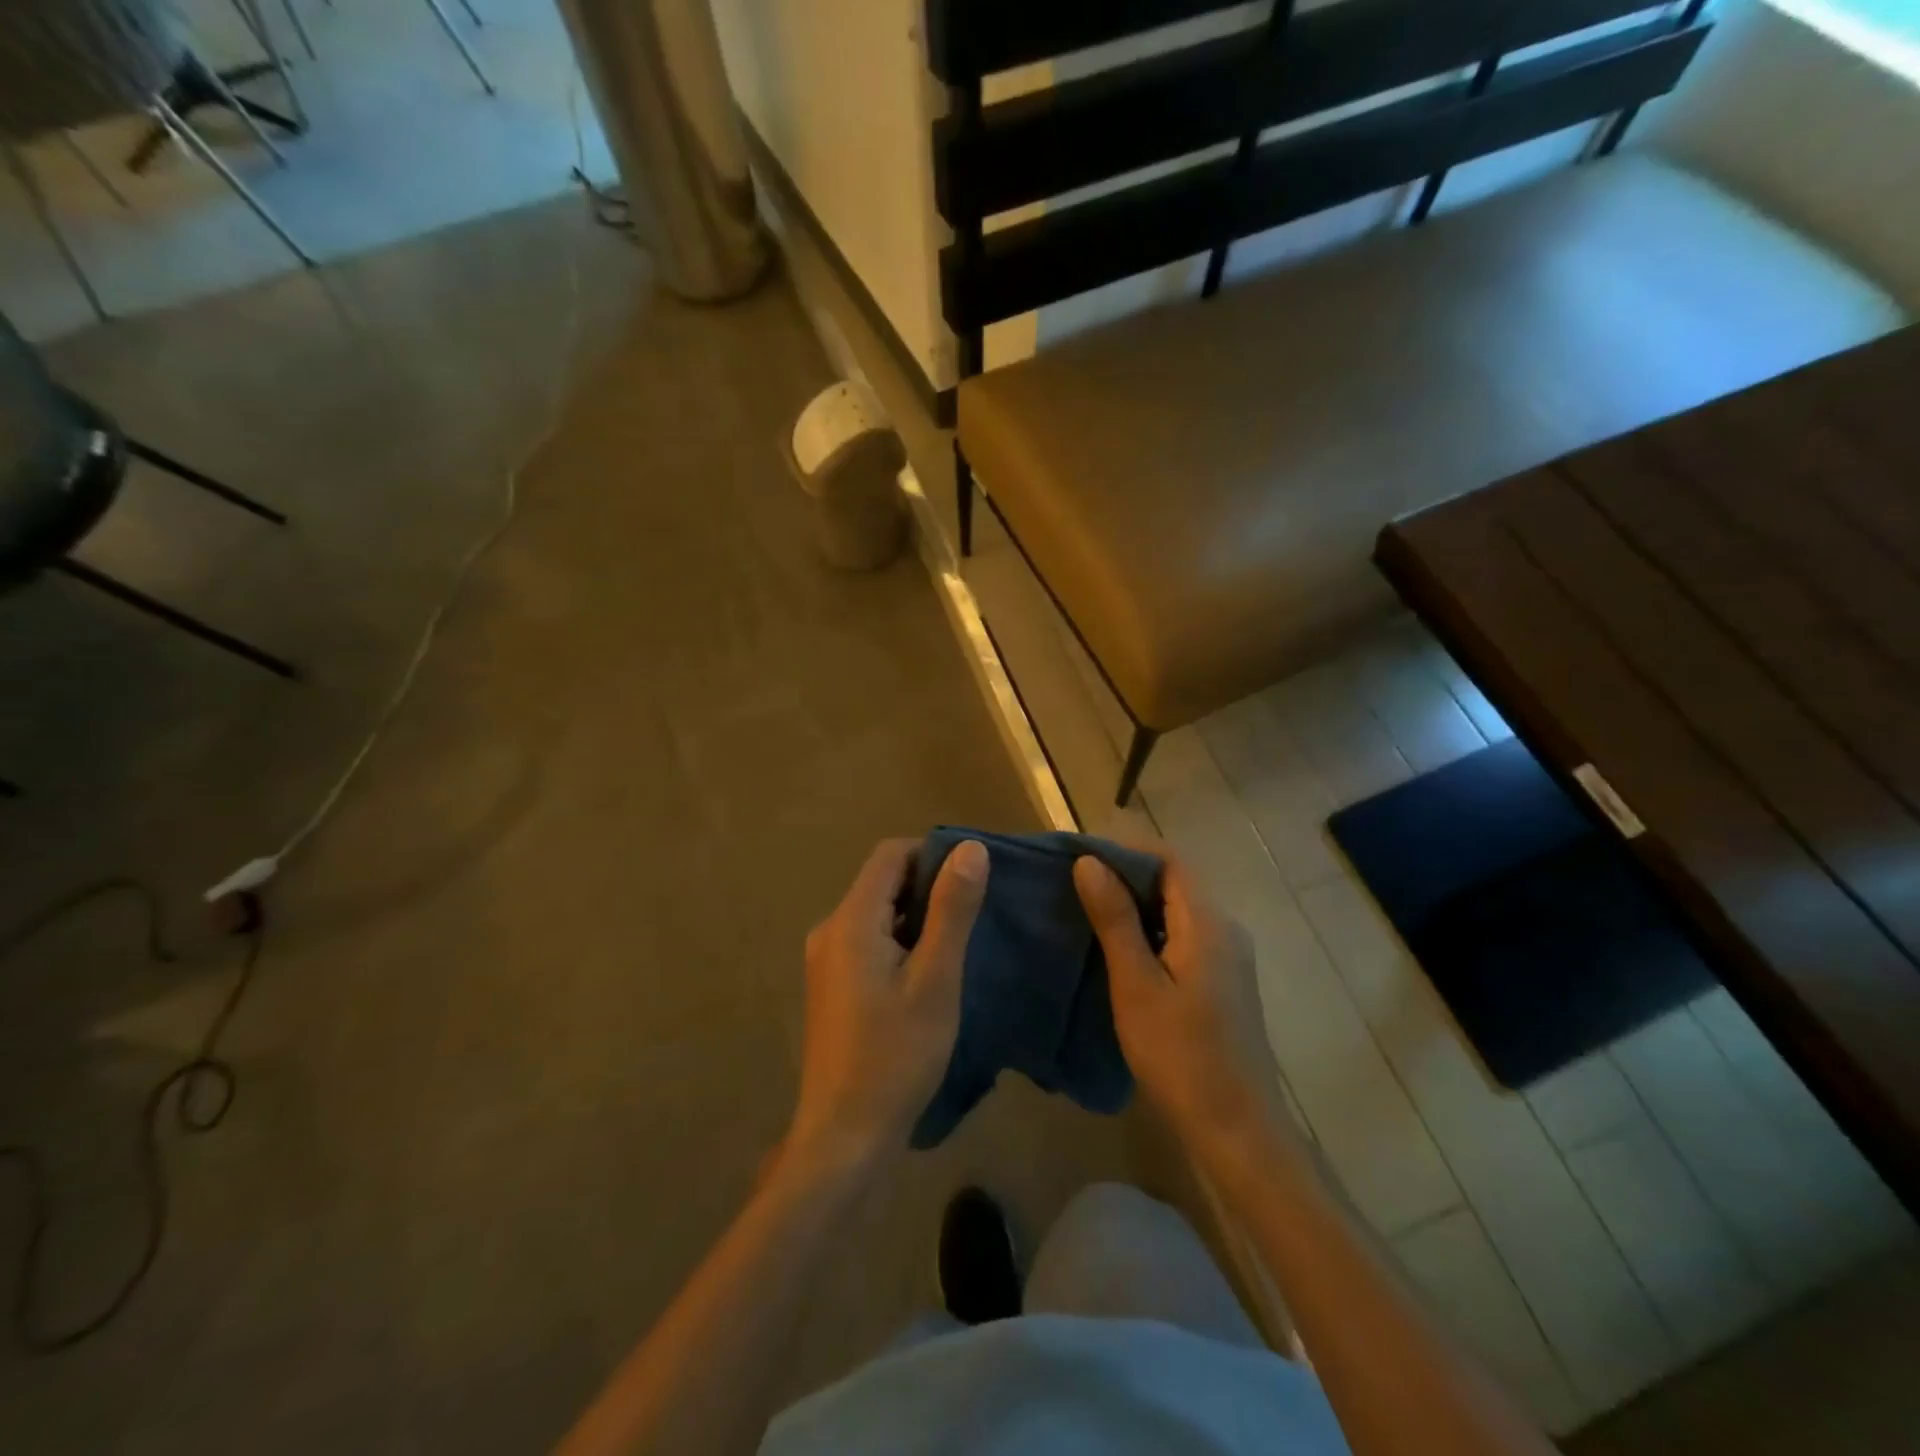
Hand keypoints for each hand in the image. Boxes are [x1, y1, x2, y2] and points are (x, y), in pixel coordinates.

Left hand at [787, 838, 988, 1169]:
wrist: (844, 1135)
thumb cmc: (895, 1054)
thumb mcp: (935, 979)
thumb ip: (952, 909)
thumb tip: (970, 848)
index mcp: (850, 920)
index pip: (890, 854)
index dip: (932, 853)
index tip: (971, 878)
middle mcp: (830, 930)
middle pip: (882, 882)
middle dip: (927, 886)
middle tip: (972, 912)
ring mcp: (826, 960)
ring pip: (876, 913)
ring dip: (915, 916)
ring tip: (957, 941)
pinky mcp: (831, 986)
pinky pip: (868, 941)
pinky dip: (899, 941)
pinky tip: (927, 972)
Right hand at [1074, 853, 1290, 1161]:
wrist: (1237, 1130)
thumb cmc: (1180, 1055)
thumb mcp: (1136, 984)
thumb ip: (1115, 919)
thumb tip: (1089, 863)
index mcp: (1208, 922)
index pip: (1169, 859)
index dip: (1125, 850)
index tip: (1080, 856)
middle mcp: (1225, 929)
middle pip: (1174, 882)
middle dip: (1125, 876)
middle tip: (1074, 885)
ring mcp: (1228, 958)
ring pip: (1177, 911)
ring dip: (1135, 905)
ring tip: (1086, 913)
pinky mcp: (1223, 983)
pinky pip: (1183, 937)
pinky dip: (1149, 932)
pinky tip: (1118, 952)